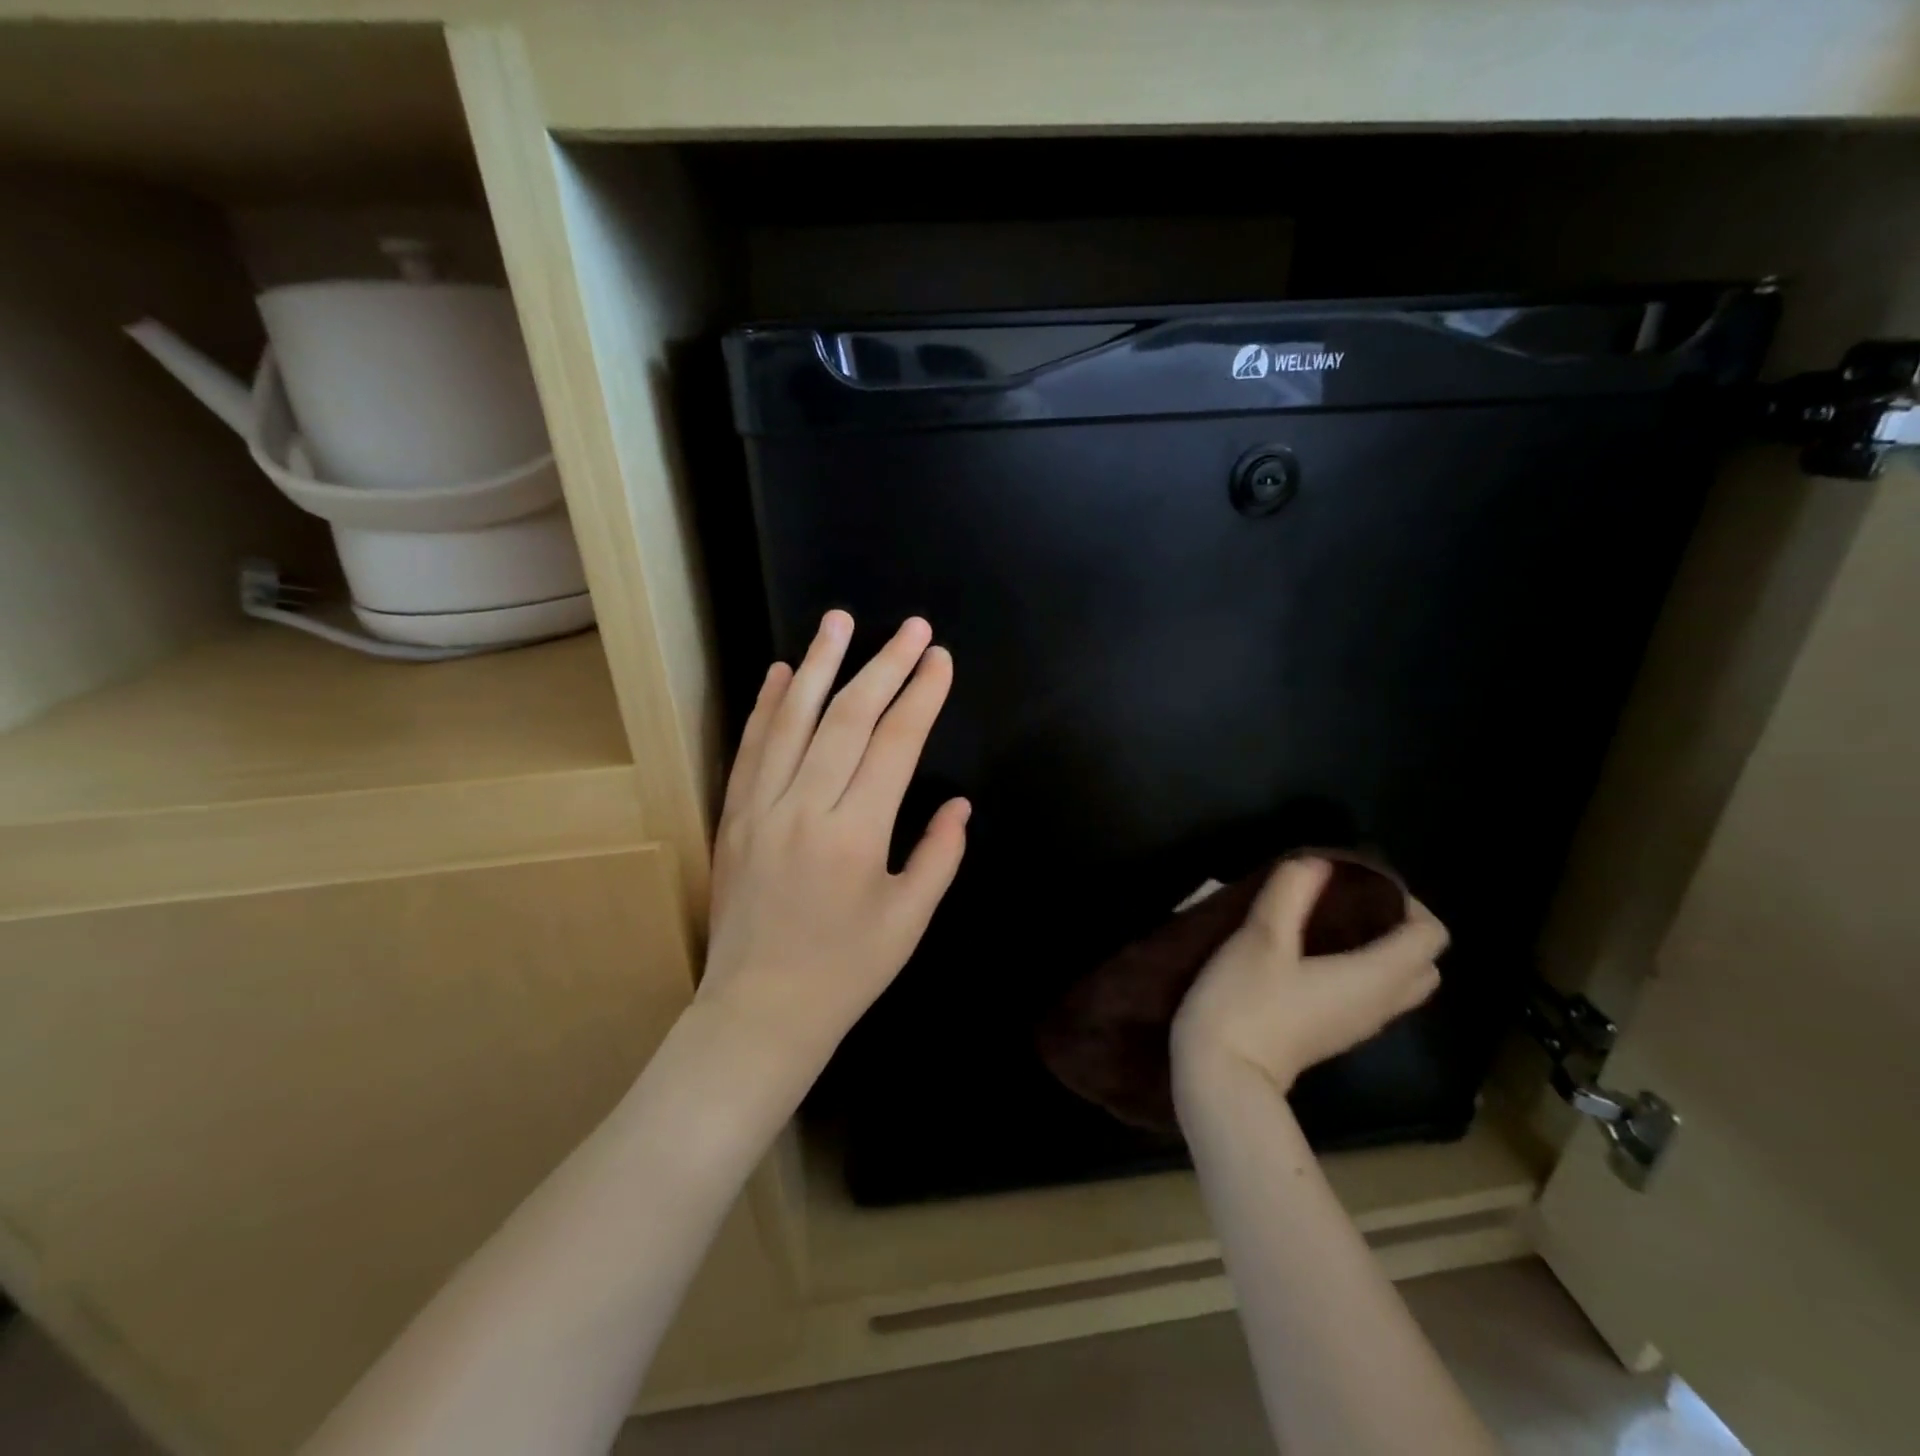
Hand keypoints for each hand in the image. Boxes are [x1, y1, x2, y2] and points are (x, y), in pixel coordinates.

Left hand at [697, 610, 969, 1086]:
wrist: (759, 1012)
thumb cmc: (845, 972)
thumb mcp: (909, 920)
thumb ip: (939, 855)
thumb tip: (960, 806)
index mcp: (855, 834)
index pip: (895, 744)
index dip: (921, 695)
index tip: (940, 658)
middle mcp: (804, 808)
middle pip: (847, 717)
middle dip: (884, 665)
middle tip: (911, 627)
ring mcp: (760, 808)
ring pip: (791, 719)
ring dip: (818, 664)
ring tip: (839, 621)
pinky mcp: (733, 816)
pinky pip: (750, 749)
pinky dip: (765, 706)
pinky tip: (778, 671)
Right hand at [1171, 857, 1447, 1095]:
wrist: (1220, 1076)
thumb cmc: (1245, 1003)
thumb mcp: (1261, 938)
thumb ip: (1291, 894)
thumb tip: (1318, 861)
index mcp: (1374, 977)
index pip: (1430, 936)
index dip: (1409, 903)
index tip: (1361, 883)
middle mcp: (1379, 1004)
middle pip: (1423, 964)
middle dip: (1399, 928)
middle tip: (1350, 902)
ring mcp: (1357, 1025)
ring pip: (1397, 984)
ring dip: (1378, 950)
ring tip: (1327, 923)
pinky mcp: (1332, 1034)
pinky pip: (1369, 996)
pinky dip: (1358, 970)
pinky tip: (1308, 955)